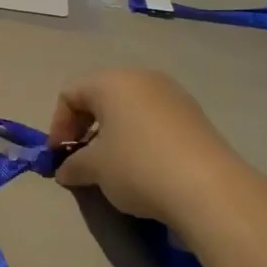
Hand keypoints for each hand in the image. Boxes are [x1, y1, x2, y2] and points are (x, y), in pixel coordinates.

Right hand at [48, 68, 246, 229]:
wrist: (209, 188)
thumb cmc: (138, 167)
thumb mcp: (96, 168)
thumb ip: (74, 165)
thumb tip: (65, 170)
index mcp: (112, 81)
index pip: (70, 93)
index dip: (58, 125)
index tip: (59, 156)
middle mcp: (143, 78)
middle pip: (101, 96)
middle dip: (85, 127)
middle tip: (82, 159)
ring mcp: (173, 95)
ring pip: (130, 108)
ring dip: (113, 133)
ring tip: (113, 166)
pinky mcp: (194, 116)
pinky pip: (154, 119)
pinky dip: (140, 137)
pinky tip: (144, 167)